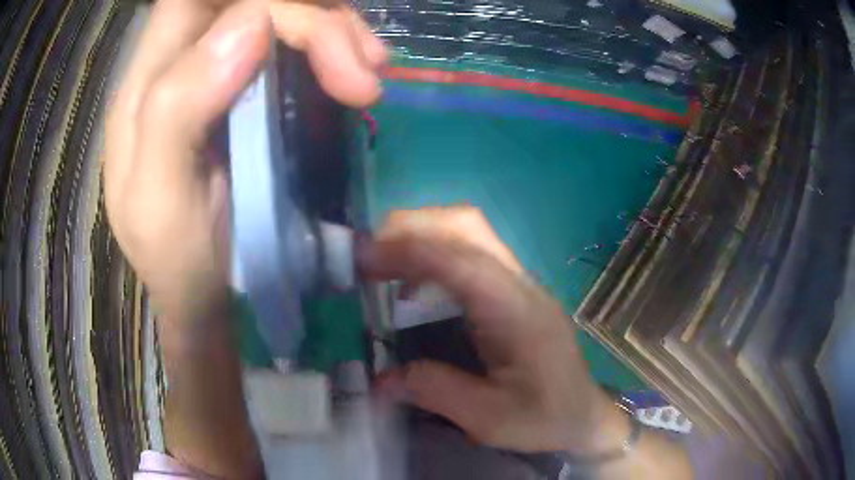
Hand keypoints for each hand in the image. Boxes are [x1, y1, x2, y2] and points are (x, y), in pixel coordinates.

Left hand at [102, 1, 387, 476]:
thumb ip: (177, 110)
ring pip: (282, 13)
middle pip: (248, 1)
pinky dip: (337, 48)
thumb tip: (248, 24)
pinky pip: (300, 43)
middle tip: (361, 71)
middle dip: (311, 18)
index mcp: (144, 85)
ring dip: (334, 30)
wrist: (209, 296)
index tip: (301, 27)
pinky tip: (360, 76)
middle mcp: (181, 64)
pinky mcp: (254, 88)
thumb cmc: (179, 262)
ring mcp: (221, 71)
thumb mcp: (161, 203)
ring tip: (370, 76)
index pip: (191, 0)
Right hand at [361, 207, 622, 453]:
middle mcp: (520, 285)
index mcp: (519, 312)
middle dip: (413, 227)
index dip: (409, 250)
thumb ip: (436, 392)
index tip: (362, 257)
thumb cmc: (547, 418)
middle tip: (367, 253)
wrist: (585, 415)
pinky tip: (411, 287)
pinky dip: (433, 256)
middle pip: (467, 226)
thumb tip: (381, 378)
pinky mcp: (512, 292)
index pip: (462, 261)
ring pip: (468, 233)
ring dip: (421, 236)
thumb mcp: (491, 420)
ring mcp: (519, 284)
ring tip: (379, 264)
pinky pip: (469, 255)